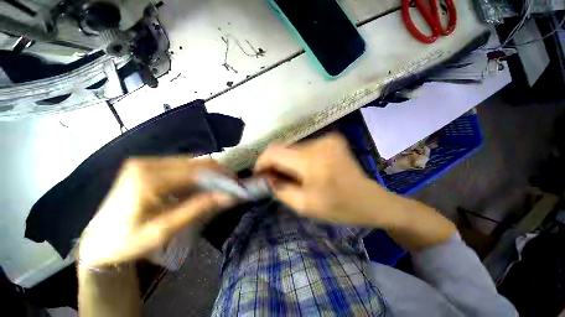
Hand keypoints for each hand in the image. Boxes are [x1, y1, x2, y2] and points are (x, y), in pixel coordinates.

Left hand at [78, 157, 234, 267]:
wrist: (99, 241)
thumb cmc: (127, 241)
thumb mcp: (164, 230)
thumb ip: (197, 209)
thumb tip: (228, 197)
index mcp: (147, 179)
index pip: (196, 171)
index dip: (220, 176)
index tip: (236, 184)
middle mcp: (146, 164)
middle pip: (195, 162)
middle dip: (218, 173)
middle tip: (232, 185)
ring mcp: (145, 162)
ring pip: (190, 162)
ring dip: (209, 173)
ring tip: (221, 186)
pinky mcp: (147, 166)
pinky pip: (181, 165)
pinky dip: (197, 174)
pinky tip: (202, 185)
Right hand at [255, 133, 385, 224]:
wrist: (369, 200)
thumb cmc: (338, 207)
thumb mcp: (303, 205)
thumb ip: (280, 189)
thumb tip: (266, 177)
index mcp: (311, 161)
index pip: (274, 152)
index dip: (262, 162)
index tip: (259, 174)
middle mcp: (319, 142)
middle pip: (284, 148)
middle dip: (275, 163)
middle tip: (274, 178)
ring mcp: (327, 138)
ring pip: (294, 147)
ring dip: (288, 160)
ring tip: (291, 175)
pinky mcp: (332, 139)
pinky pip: (306, 147)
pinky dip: (299, 157)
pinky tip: (304, 169)